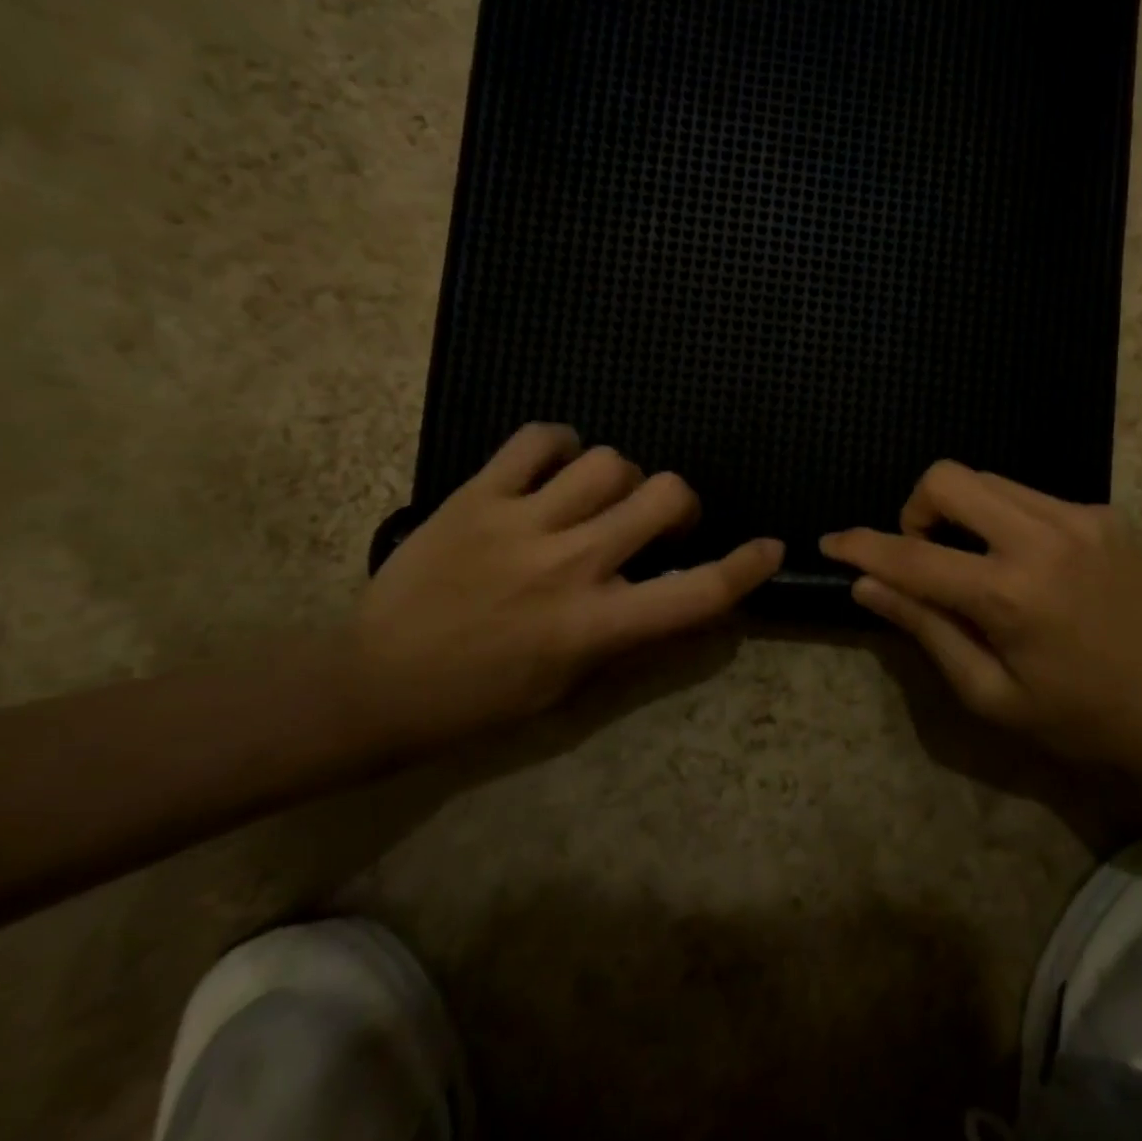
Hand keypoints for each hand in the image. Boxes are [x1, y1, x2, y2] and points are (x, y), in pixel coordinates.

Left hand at [351, 423, 782, 738]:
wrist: (373, 685)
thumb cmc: (478, 700)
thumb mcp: (569, 686)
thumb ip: (631, 637)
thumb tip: (681, 602)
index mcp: (595, 624)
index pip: (696, 592)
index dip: (745, 567)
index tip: (768, 547)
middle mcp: (570, 565)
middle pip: (664, 496)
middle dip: (680, 503)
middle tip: (659, 521)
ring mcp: (522, 523)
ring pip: (610, 462)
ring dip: (621, 478)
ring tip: (599, 496)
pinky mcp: (478, 496)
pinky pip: (537, 440)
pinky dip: (559, 444)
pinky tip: (555, 466)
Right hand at [820, 462, 1141, 769]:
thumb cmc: (1083, 720)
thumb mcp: (992, 695)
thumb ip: (927, 629)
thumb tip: (868, 586)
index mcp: (1010, 595)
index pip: (912, 557)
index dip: (862, 547)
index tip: (832, 542)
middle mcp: (1042, 538)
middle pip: (949, 478)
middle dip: (916, 509)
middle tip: (924, 556)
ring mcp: (1078, 517)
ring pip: (987, 480)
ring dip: (960, 512)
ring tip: (973, 563)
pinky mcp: (1102, 513)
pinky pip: (1028, 496)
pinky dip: (1003, 519)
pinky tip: (1024, 564)